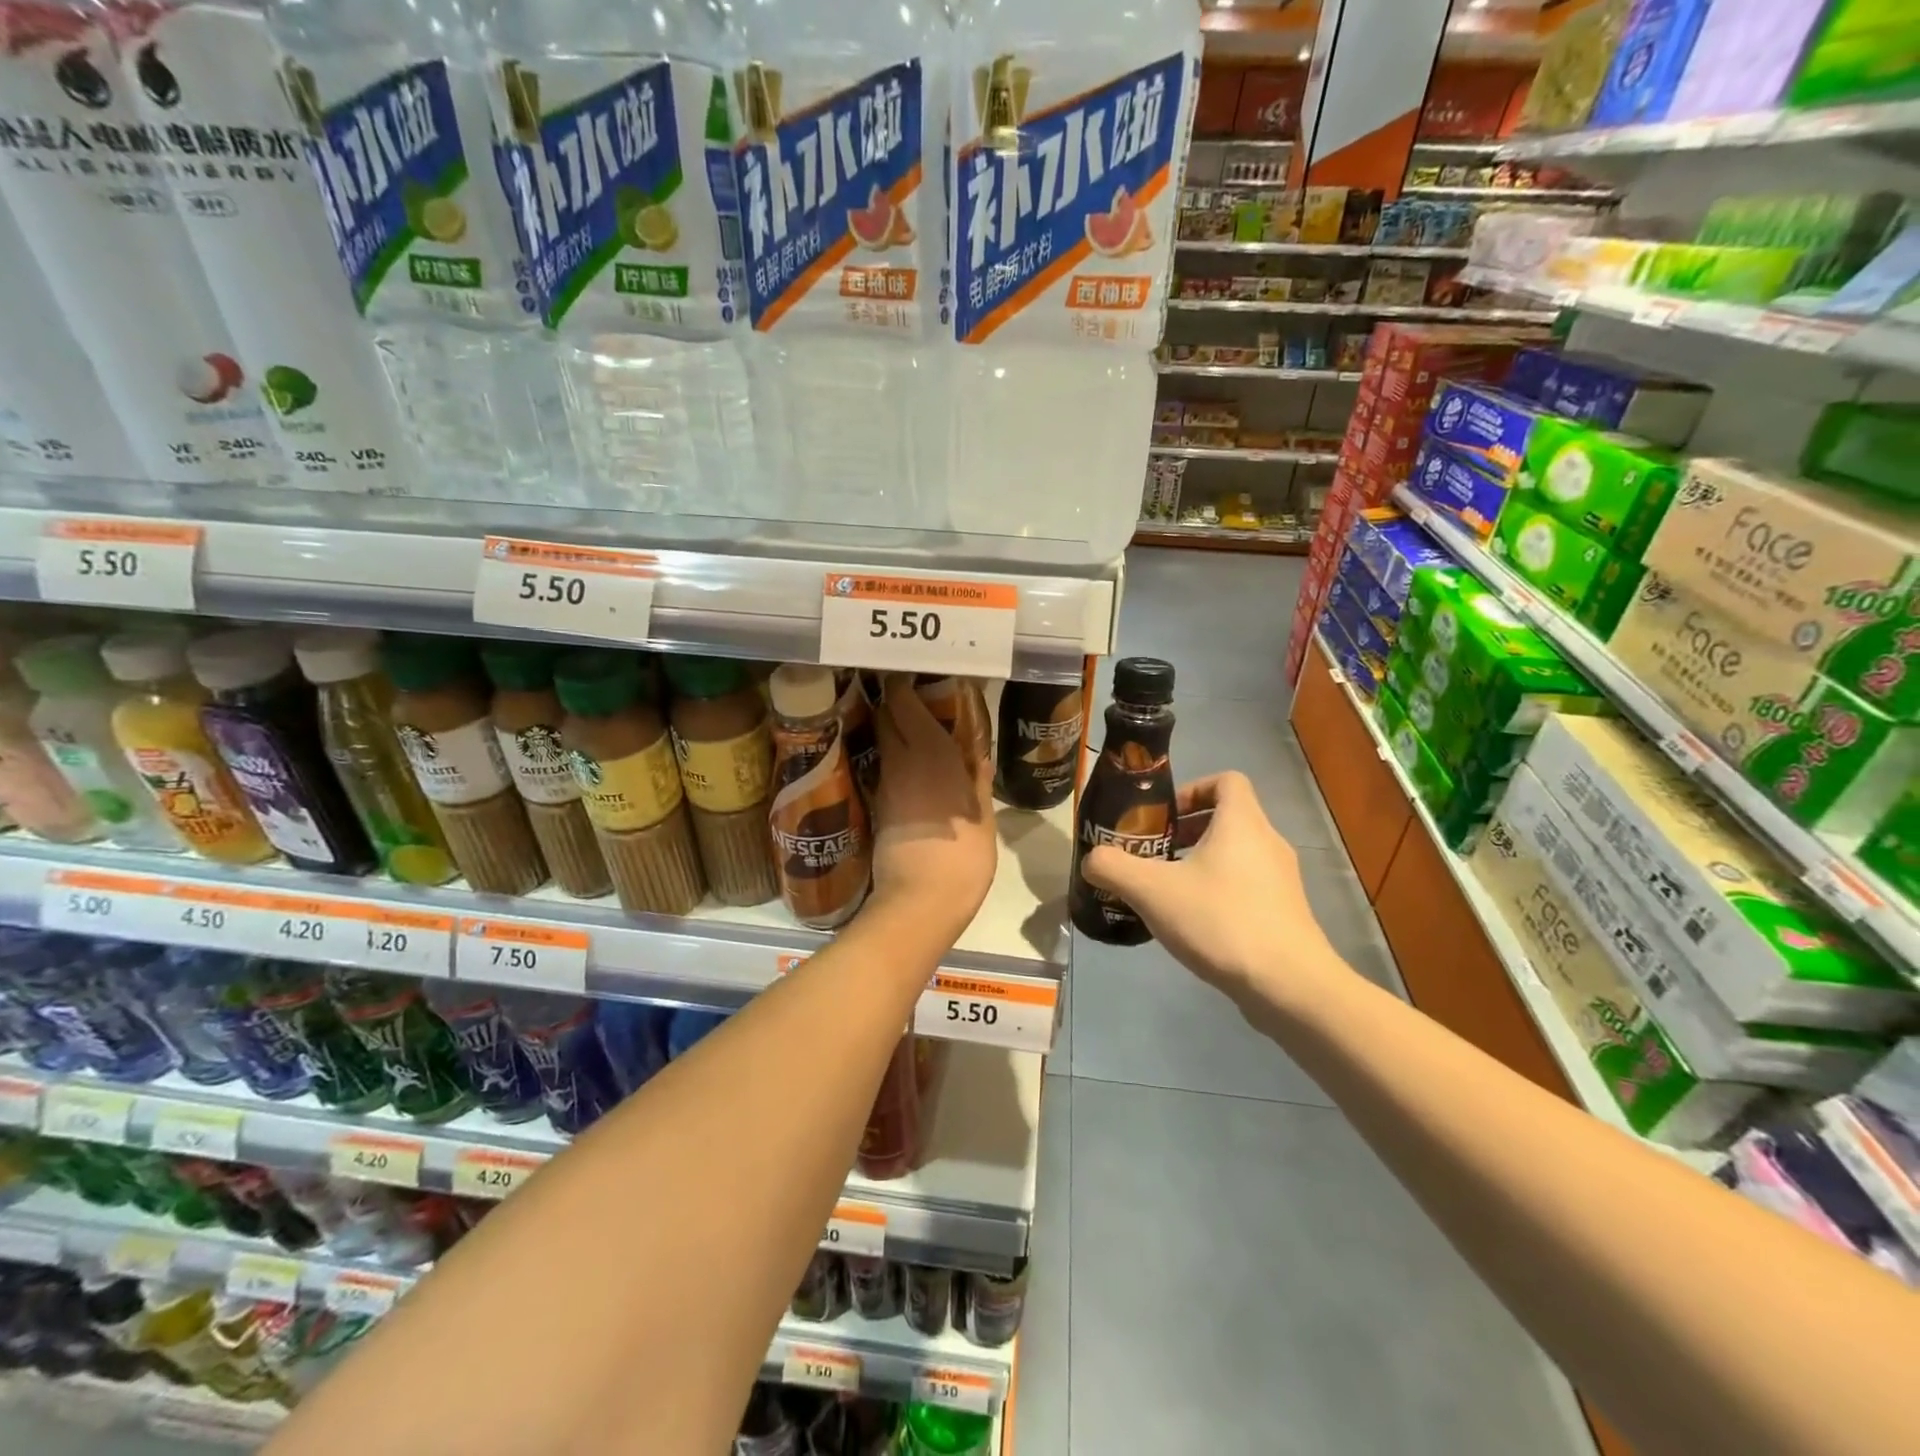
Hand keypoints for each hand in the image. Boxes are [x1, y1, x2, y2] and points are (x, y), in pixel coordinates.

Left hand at [867, 674, 997, 939]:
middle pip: (886, 717)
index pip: (902, 701)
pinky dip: (896, 761)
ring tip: (919, 735)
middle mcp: (901, 759)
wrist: (920, 901)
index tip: (914, 677)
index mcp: (930, 751)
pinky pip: (885, 770)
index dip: (903, 685)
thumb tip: (977, 758)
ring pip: (883, 743)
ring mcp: (885, 783)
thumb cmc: (963, 856)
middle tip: (920, 704)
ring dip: (895, 733)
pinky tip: (913, 770)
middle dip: (896, 705)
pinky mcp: (877, 807)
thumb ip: (978, 782)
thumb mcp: (982, 817)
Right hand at [1082, 771, 1337, 1012]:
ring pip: (1237, 854)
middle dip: (1187, 831)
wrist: (1288, 985)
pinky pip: (1247, 886)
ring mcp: (1282, 880)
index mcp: (1242, 822)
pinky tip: (1194, 924)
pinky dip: (1219, 891)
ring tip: (1168, 891)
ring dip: (1201, 863)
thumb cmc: (1220, 920)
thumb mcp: (1151, 890)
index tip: (1163, 817)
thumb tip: (1092, 860)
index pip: (1226, 780)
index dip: (1192, 789)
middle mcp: (1268, 842)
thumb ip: (1113, 868)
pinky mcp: (1285, 913)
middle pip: (1228, 818)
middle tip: (1155, 856)